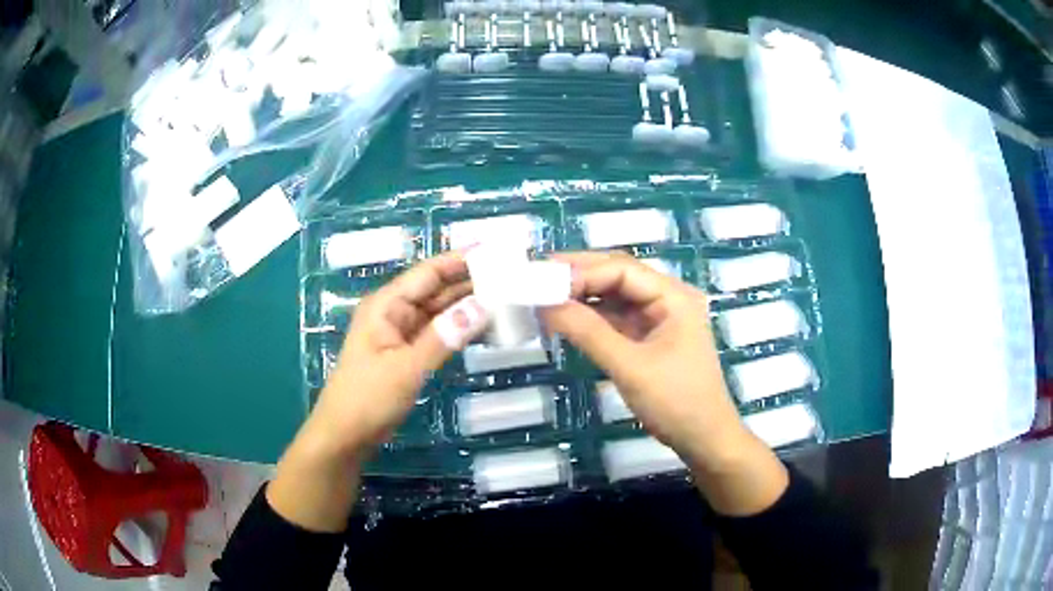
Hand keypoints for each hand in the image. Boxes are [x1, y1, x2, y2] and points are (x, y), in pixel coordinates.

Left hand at [312, 251, 489, 454]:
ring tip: (506, 295)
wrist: (345, 435)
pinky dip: (459, 328)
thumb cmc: (368, 398)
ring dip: (467, 304)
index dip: (460, 259)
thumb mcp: (406, 368)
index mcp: (387, 305)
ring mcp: (401, 333)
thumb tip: (483, 305)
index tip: (494, 251)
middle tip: (511, 275)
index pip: (428, 273)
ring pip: (439, 311)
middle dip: (469, 280)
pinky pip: (438, 332)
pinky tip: (484, 325)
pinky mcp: (407, 352)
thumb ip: (444, 336)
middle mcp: (394, 312)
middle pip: (436, 288)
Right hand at [540, 252, 787, 514]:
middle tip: (538, 277)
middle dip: (579, 276)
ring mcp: (659, 319)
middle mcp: (667, 299)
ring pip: (615, 297)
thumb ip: (588, 332)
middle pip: (618, 276)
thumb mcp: (630, 367)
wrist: (705, 440)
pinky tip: (566, 318)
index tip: (543, 279)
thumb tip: (545, 304)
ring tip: (544, 296)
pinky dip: (591, 318)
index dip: (581, 271)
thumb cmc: (676, 402)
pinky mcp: (650, 338)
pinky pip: (616, 319)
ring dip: (582, 296)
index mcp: (673, 296)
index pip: (622, 269)